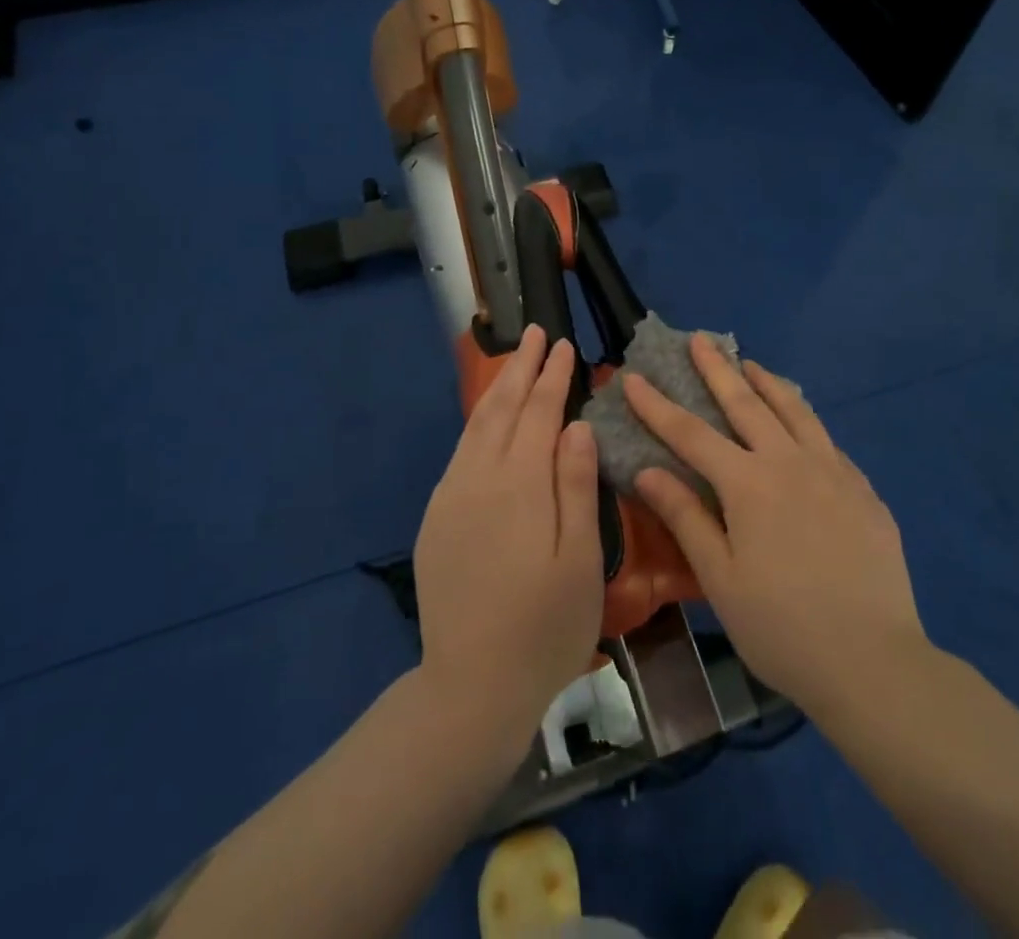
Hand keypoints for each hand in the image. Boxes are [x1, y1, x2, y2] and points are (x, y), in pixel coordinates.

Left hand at [412, 327, 603, 739]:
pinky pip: (461, 452)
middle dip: (521, 367)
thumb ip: (576, 485)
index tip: (564, 345)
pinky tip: (488, 420)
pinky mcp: (437, 518)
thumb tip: (577, 425)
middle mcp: (480, 478)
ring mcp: (452, 497)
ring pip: (476, 425)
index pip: (539, 413)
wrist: (470, 686)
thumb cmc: (545, 626)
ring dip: (497, 388)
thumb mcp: (580, 559)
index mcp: (520, 484)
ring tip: (514, 361)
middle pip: (502, 408)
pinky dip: (478, 423)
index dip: (553, 377)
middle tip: (536, 333)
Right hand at [625, 336, 926, 718]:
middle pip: (746, 403)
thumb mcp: (721, 579)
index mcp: (749, 484)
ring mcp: (833, 472)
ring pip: (795, 410)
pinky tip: (801, 424)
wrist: (874, 661)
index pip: (691, 433)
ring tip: (750, 363)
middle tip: (699, 339)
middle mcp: (790, 463)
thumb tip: (649, 470)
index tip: (633, 377)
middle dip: (717, 369)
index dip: (657, 405)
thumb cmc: (782, 627)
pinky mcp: (863, 490)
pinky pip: (826, 440)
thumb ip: (686, 517)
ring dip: (767, 382)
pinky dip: (805, 420)